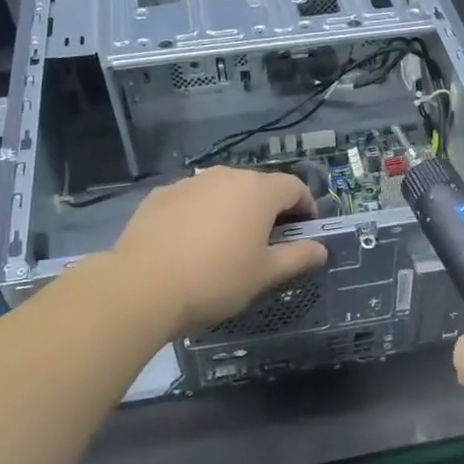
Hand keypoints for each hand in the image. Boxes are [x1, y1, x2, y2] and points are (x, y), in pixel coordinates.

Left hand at [110, 167, 328, 335]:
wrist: (143, 287)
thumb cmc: (216, 280)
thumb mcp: (266, 274)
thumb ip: (298, 257)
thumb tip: (320, 249)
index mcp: (258, 190)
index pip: (295, 187)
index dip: (307, 208)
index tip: (305, 233)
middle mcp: (225, 176)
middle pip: (259, 186)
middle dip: (270, 209)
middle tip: (268, 243)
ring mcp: (189, 183)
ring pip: (223, 191)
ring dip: (234, 210)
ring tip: (228, 244)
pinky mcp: (160, 196)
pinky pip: (193, 200)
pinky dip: (202, 214)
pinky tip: (193, 244)